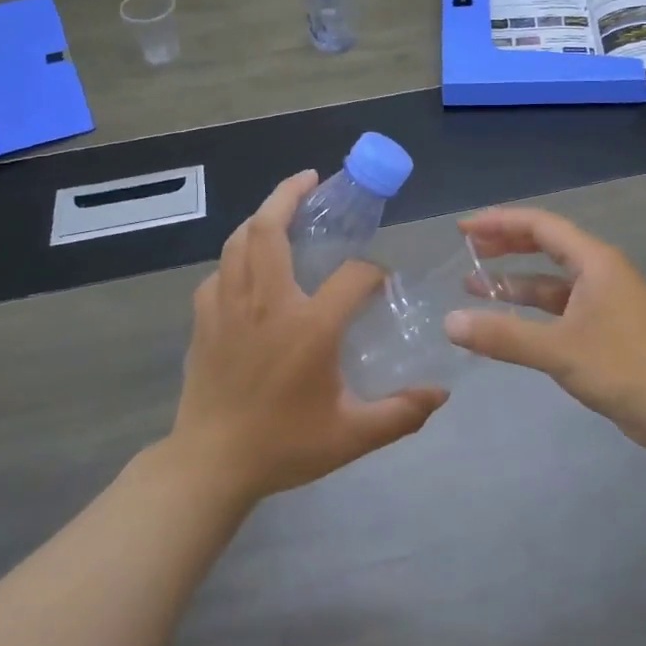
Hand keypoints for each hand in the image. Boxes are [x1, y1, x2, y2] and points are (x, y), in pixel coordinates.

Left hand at [170, 171, 447, 501]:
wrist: (210, 465)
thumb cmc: (284, 445)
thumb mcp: (352, 436)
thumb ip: (401, 413)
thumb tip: (442, 394)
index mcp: (308, 326)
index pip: (351, 275)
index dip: (372, 272)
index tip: (380, 283)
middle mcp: (266, 303)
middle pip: (270, 229)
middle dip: (290, 194)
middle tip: (313, 180)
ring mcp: (228, 307)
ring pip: (239, 241)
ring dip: (262, 217)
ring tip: (281, 209)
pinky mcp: (204, 319)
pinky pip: (220, 272)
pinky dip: (237, 258)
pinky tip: (249, 268)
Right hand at [443, 207, 645, 453]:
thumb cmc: (624, 367)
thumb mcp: (558, 350)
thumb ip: (503, 336)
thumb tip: (450, 322)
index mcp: (594, 261)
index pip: (540, 226)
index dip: (499, 222)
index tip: (463, 230)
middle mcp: (599, 273)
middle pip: (546, 246)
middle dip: (505, 246)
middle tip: (467, 250)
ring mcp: (603, 302)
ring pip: (551, 281)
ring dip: (515, 282)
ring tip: (473, 287)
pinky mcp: (604, 330)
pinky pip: (558, 309)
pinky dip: (531, 311)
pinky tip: (506, 325)